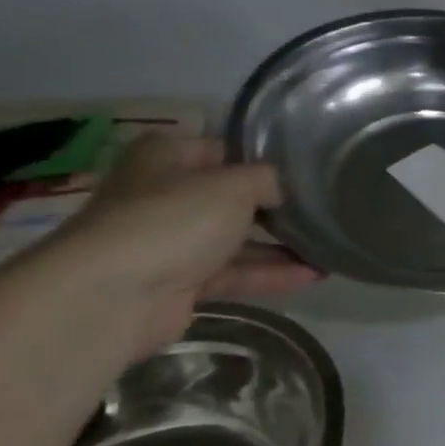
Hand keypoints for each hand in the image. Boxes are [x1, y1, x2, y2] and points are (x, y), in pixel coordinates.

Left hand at [43, 135, 318, 354]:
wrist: (114, 296)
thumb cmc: (173, 220)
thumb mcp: (234, 185)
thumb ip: (268, 180)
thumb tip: (282, 190)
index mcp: (166, 157)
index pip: (225, 149)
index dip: (266, 158)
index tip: (309, 168)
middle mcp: (165, 195)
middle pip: (232, 197)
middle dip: (278, 206)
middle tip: (326, 208)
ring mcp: (171, 242)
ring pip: (237, 239)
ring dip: (282, 245)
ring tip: (330, 246)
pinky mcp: (181, 283)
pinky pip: (235, 273)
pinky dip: (271, 273)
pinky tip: (314, 275)